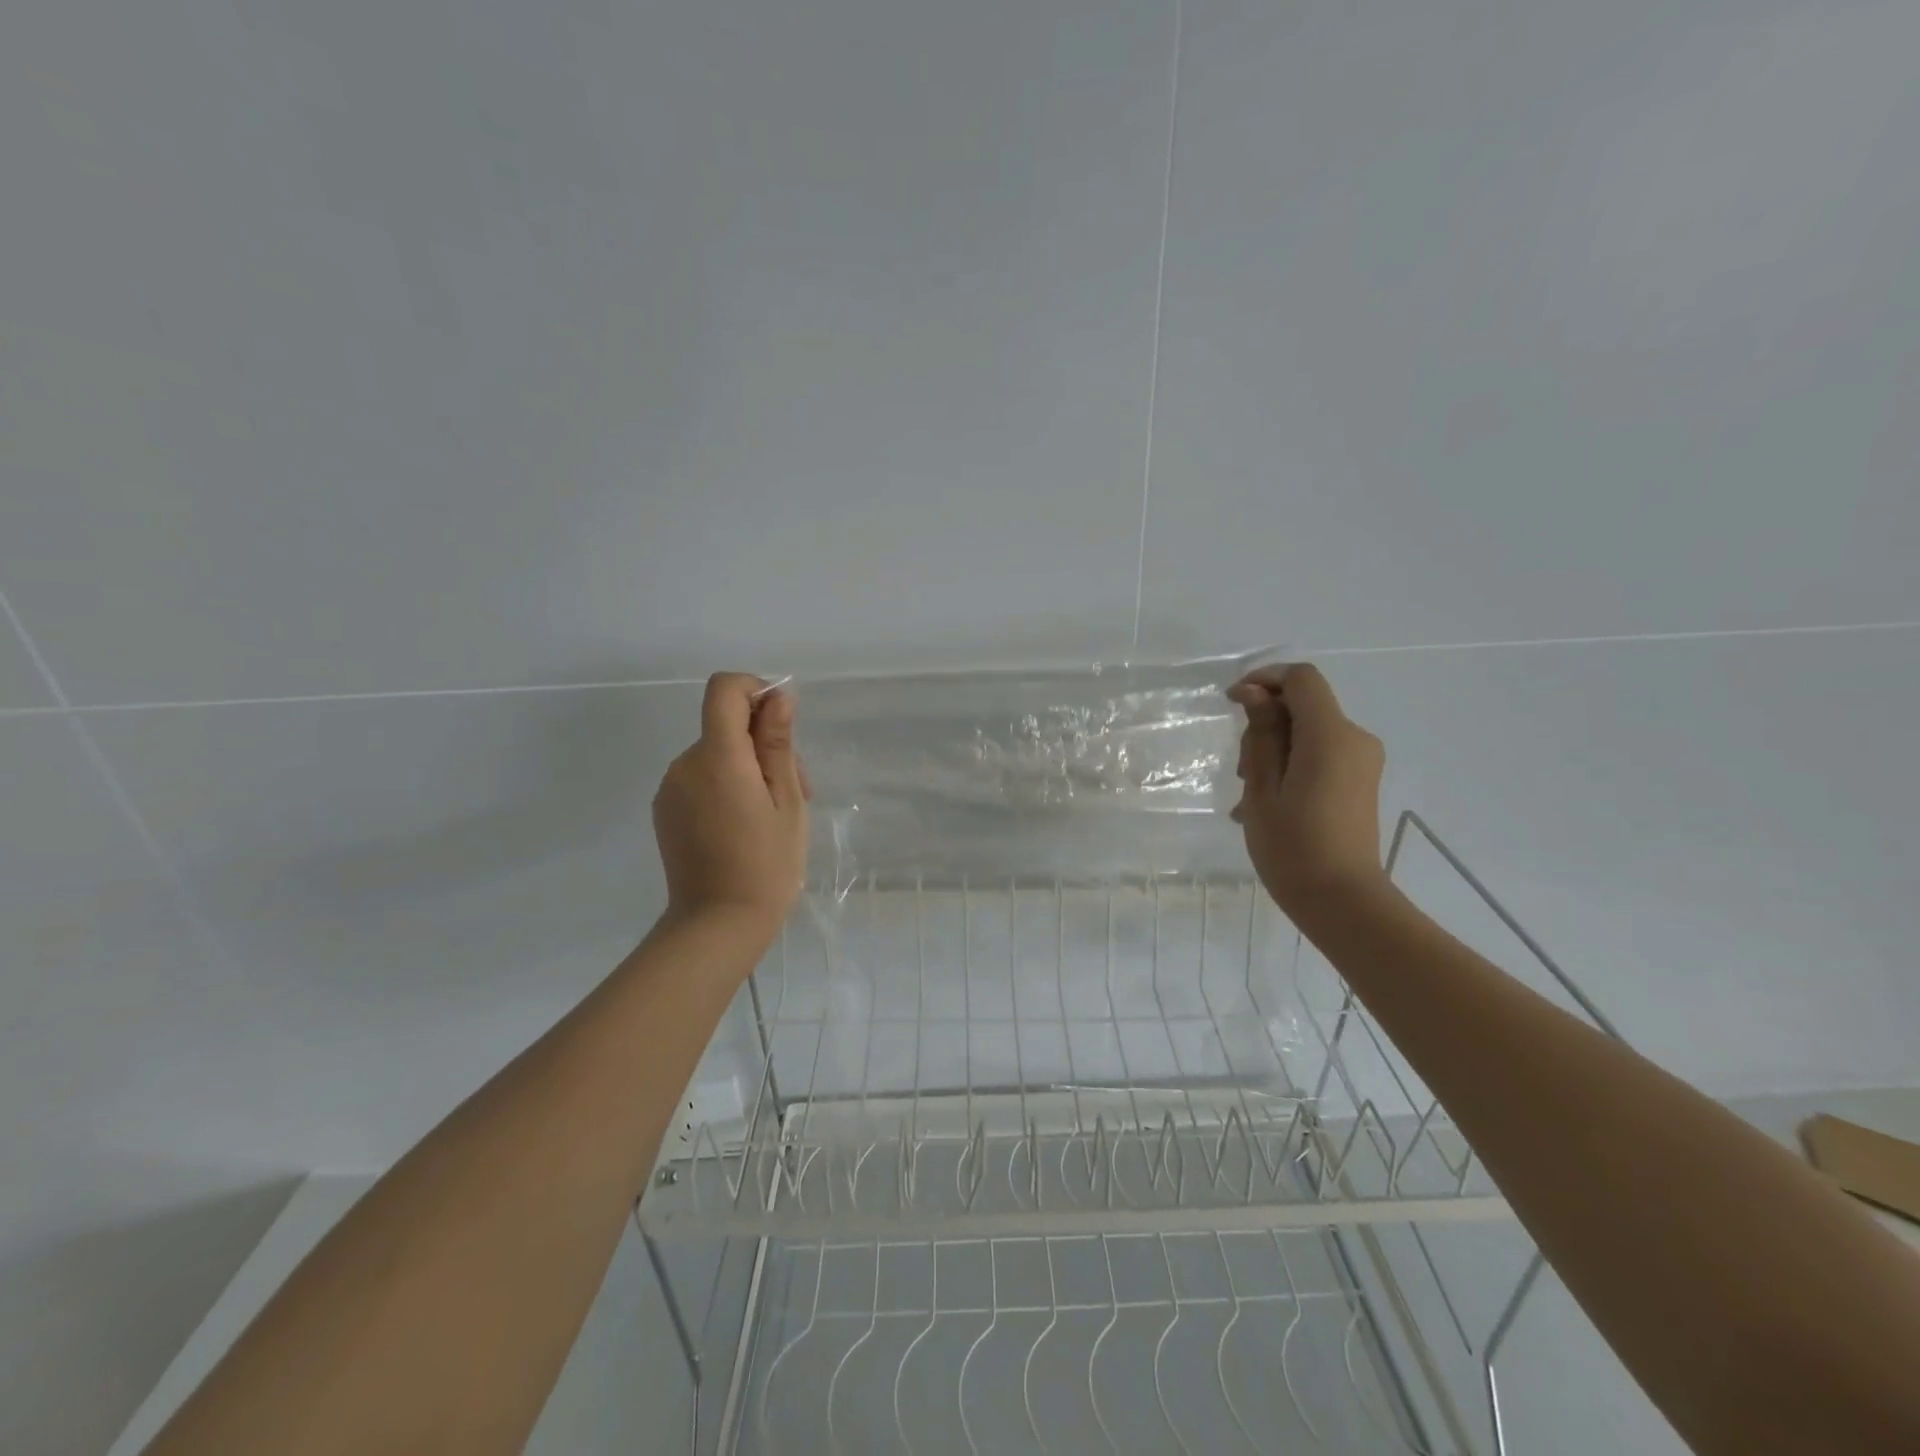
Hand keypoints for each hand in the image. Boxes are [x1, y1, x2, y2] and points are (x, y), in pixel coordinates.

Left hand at [653, 673, 809, 936]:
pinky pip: (700, 778)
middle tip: (797, 788)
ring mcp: (670, 788)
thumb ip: (778, 743)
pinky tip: (744, 824)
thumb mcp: (787, 801)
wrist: (717, 925)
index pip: (724, 689)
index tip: (781, 722)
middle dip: (763, 743)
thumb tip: (777, 697)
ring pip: (716, 753)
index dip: (755, 690)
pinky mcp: (665, 809)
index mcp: (718, 756)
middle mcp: (685, 763)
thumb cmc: (767, 864)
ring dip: (747, 767)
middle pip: (725, 725)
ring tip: (773, 814)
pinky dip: (726, 785)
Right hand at [1227, 663, 1388, 919]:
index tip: (1232, 702)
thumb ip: (1261, 734)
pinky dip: (1291, 765)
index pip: (1301, 679)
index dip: (1264, 679)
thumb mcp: (1262, 787)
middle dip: (1265, 724)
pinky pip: (1320, 755)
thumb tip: (1254, 693)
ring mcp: (1361, 761)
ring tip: (1249, 796)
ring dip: (1274, 749)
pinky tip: (1266, 803)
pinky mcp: (1359, 781)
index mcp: (1330, 736)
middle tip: (1239, 770)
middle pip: (1304, 706)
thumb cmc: (1293, 846)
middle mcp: (1354, 739)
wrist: (1341, 901)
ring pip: (1309, 732)